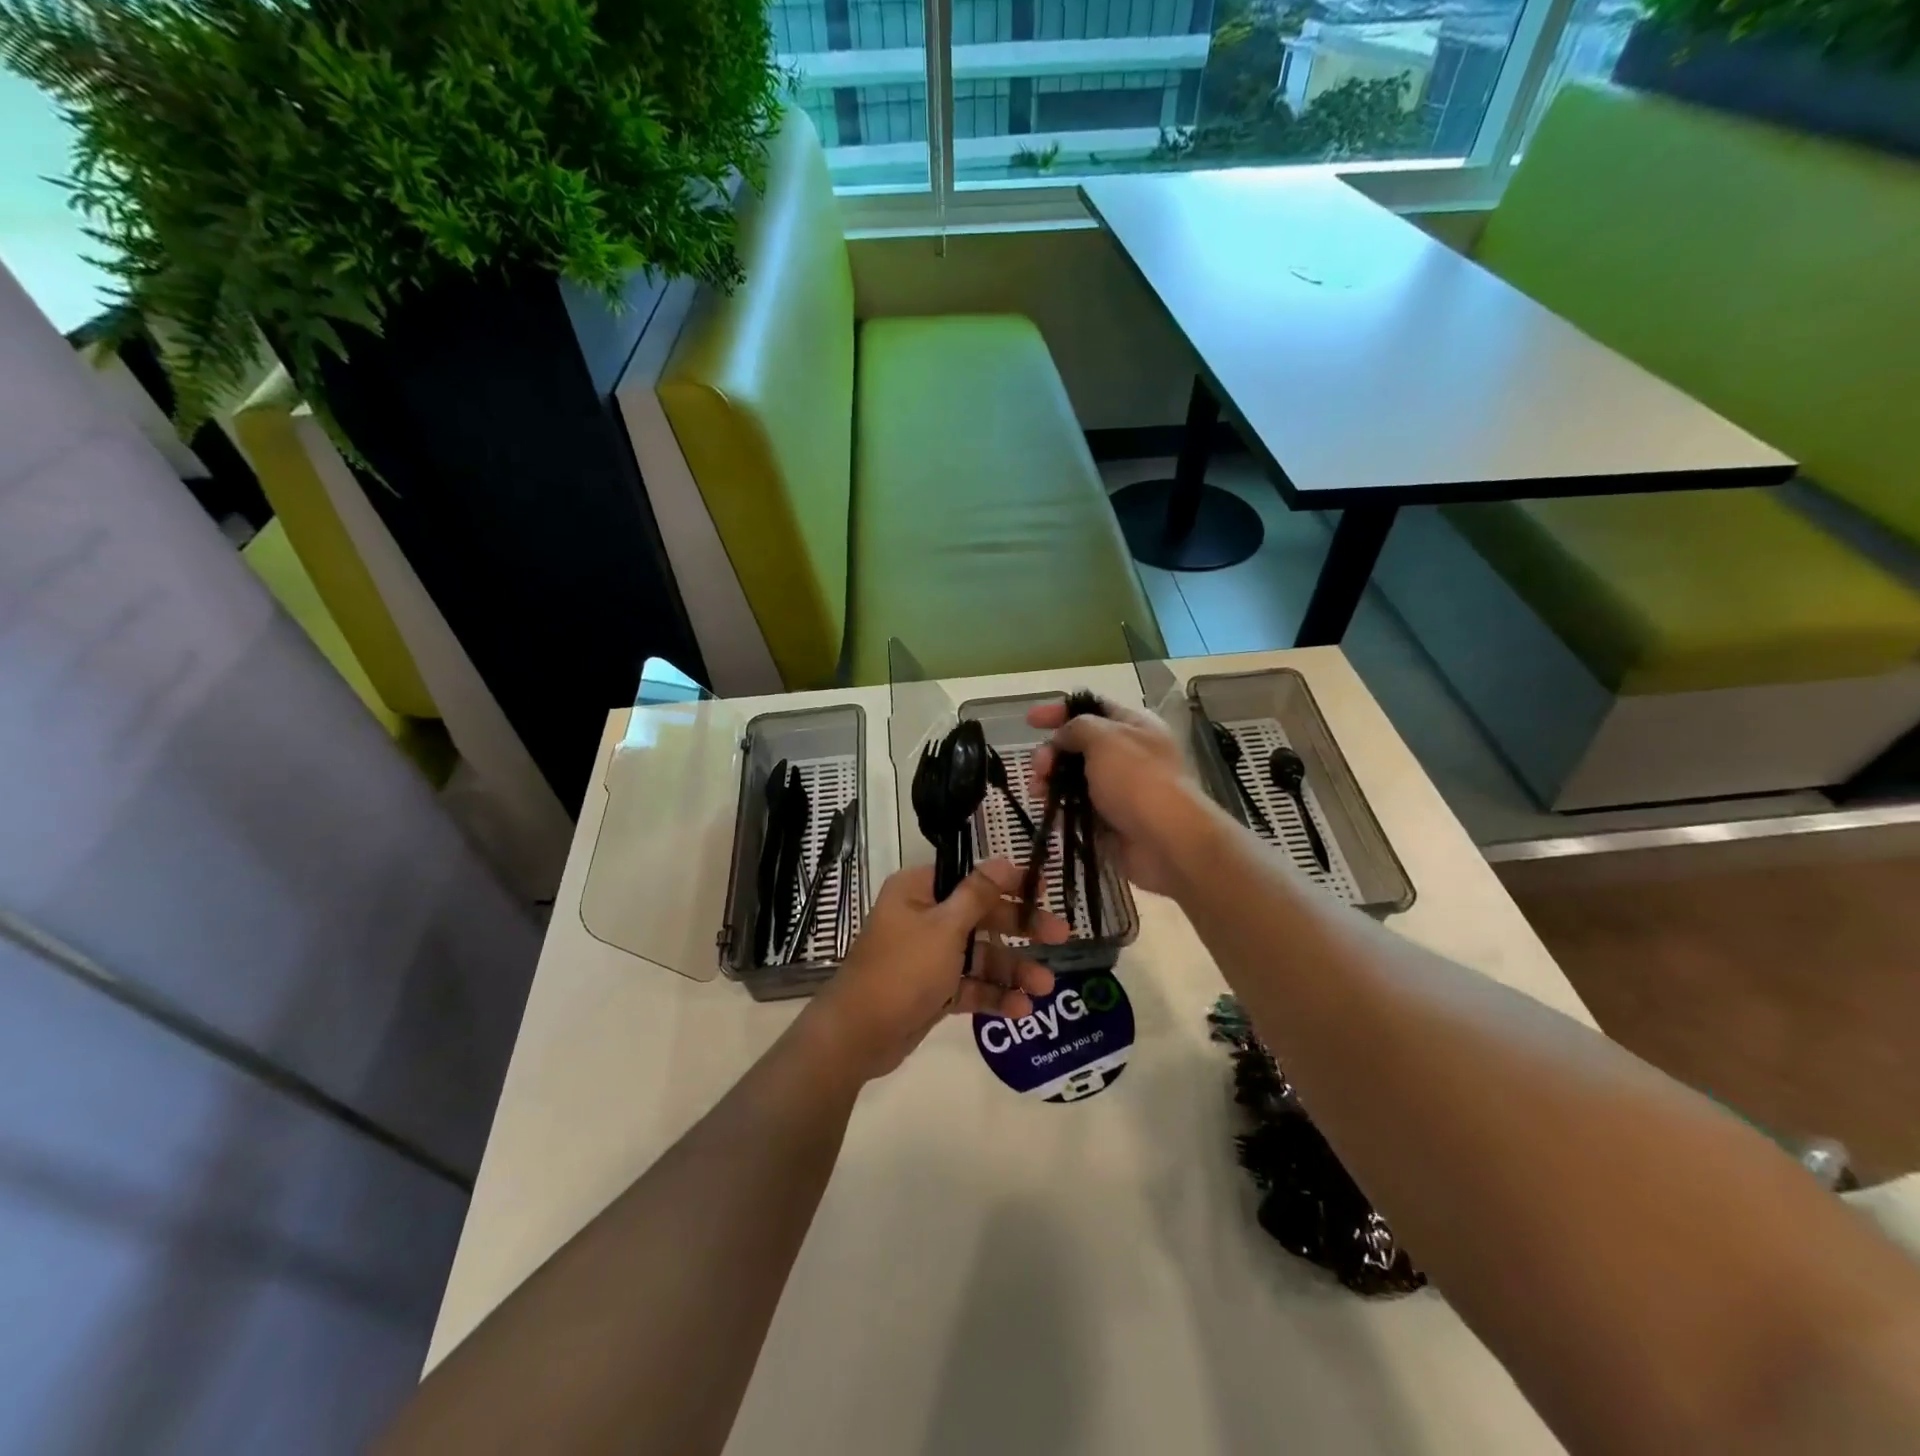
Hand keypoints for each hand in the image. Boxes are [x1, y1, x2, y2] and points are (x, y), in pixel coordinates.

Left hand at [802, 859, 1067, 1080]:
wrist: (857, 1035)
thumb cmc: (902, 969)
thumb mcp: (944, 928)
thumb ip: (978, 895)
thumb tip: (1002, 860)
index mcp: (919, 891)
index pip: (971, 878)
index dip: (1009, 882)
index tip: (1044, 888)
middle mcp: (924, 918)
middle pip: (981, 917)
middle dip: (1020, 930)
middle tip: (1062, 936)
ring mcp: (929, 956)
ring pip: (979, 956)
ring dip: (1011, 969)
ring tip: (1045, 987)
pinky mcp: (933, 990)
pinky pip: (969, 985)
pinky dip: (992, 995)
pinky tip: (1021, 1009)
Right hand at [1027, 697, 1221, 898]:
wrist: (1166, 840)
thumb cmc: (1137, 779)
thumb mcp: (1104, 738)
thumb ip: (1076, 727)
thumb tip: (1062, 737)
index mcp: (1133, 726)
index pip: (1091, 708)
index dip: (1059, 710)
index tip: (1030, 720)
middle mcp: (1127, 754)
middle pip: (1078, 745)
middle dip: (1051, 753)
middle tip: (1039, 768)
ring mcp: (1119, 790)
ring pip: (1073, 779)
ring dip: (1050, 782)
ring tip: (1039, 794)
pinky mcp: (1110, 821)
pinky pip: (1078, 809)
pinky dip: (1061, 809)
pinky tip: (1050, 813)